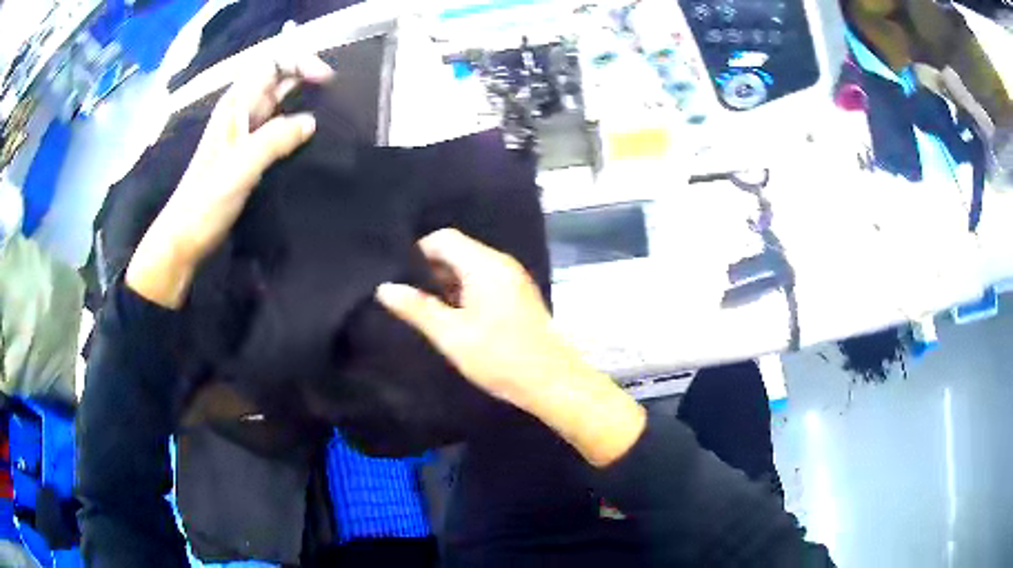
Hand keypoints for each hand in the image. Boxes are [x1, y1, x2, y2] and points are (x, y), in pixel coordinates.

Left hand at [127, 55, 333, 307]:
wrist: (186, 237)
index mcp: (236, 105)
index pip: (273, 64)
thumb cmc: (206, 201)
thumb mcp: (240, 167)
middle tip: (337, 95)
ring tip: (332, 113)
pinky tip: (312, 139)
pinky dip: (297, 128)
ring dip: (304, 103)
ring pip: (280, 105)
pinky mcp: (250, 156)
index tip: (327, 80)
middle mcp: (242, 113)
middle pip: (279, 80)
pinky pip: (279, 131)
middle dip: (307, 79)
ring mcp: (245, 134)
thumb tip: (311, 122)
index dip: (301, 63)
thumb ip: (275, 140)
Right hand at [376, 229, 645, 466]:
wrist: (550, 380)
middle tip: (407, 294)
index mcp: (484, 264)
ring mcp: (513, 279)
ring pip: (471, 268)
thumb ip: (417, 308)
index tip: (399, 276)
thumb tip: (385, 288)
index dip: (418, 252)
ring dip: (448, 283)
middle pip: (458, 251)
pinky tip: (454, 316)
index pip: (444, 238)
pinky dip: (466, 292)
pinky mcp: (519, 296)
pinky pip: (485, 282)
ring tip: (426, 308)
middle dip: (431, 270)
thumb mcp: (451, 334)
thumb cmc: (499, 356)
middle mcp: (501, 263)